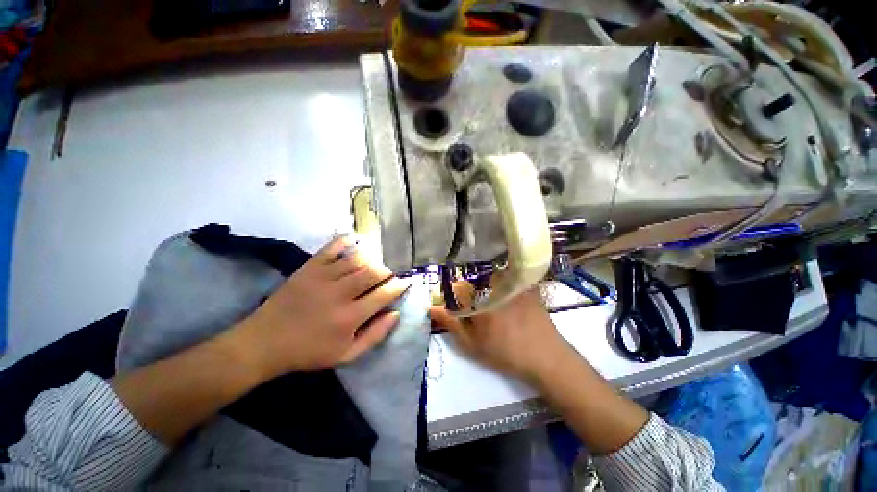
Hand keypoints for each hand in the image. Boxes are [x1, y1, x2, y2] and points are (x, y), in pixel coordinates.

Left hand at [233, 235, 409, 379]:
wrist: (264, 343)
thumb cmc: (308, 352)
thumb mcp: (346, 355)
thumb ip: (375, 336)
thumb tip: (395, 314)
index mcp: (351, 317)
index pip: (384, 294)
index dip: (399, 286)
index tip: (406, 281)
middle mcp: (340, 293)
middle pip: (374, 272)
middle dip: (387, 272)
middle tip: (387, 276)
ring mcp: (323, 277)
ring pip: (357, 259)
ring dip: (371, 259)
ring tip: (372, 264)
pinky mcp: (309, 268)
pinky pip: (332, 248)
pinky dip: (345, 241)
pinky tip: (354, 241)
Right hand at [429, 283, 572, 381]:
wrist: (545, 357)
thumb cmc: (505, 353)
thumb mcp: (473, 345)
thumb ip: (451, 324)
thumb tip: (431, 308)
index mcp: (480, 300)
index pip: (459, 287)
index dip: (456, 295)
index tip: (459, 305)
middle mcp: (495, 287)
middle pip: (475, 279)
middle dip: (471, 291)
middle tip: (476, 307)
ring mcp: (512, 285)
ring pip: (490, 277)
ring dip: (486, 286)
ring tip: (492, 304)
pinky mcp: (525, 285)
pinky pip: (507, 277)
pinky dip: (502, 284)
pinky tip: (508, 300)